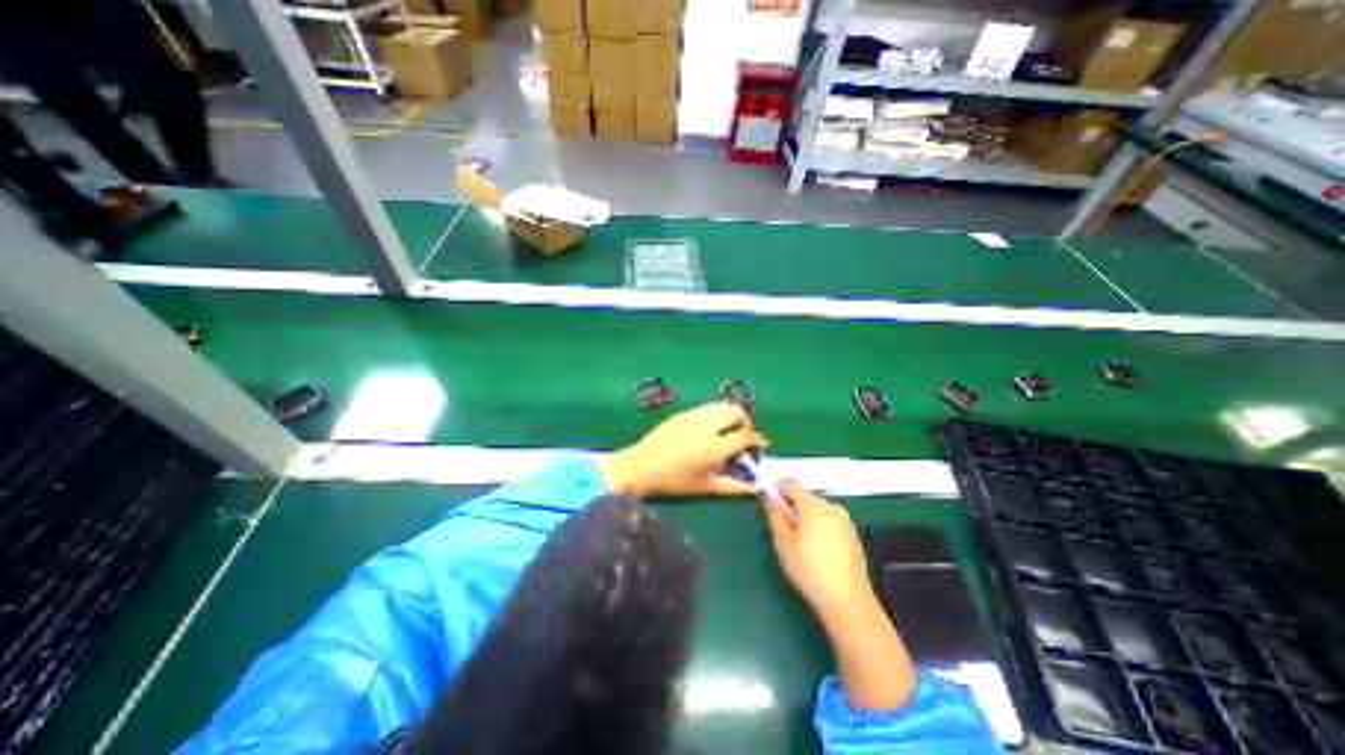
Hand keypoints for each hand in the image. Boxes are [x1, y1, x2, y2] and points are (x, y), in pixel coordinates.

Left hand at [599, 402, 766, 502]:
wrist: (641, 466)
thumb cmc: (674, 480)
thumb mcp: (706, 487)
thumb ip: (734, 486)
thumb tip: (754, 487)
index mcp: (714, 446)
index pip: (745, 435)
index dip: (756, 439)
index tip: (759, 444)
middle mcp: (706, 426)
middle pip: (735, 411)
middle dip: (745, 421)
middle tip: (742, 435)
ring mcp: (693, 415)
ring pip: (721, 405)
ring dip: (730, 415)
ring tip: (726, 431)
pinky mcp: (683, 412)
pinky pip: (707, 407)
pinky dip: (715, 414)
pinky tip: (708, 429)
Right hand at [760, 482, 879, 626]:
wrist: (848, 602)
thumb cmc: (809, 570)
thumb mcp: (783, 542)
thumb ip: (774, 515)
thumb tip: (769, 497)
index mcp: (813, 505)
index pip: (792, 484)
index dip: (777, 489)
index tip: (769, 504)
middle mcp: (831, 507)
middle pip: (805, 497)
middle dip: (792, 507)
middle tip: (782, 529)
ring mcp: (845, 521)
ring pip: (818, 510)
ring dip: (806, 517)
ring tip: (800, 543)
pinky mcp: (853, 534)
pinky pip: (830, 521)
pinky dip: (819, 527)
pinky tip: (817, 550)